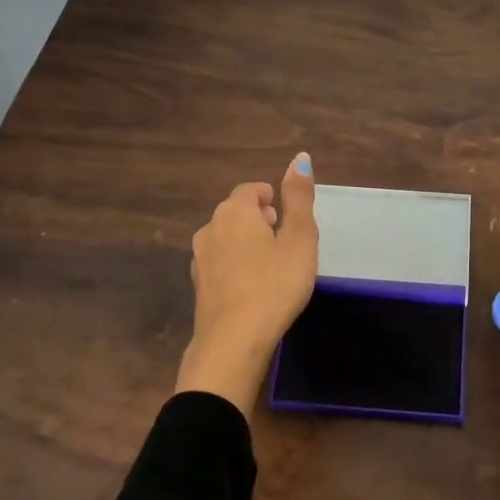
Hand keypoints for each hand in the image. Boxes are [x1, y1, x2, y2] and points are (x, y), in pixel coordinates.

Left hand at [176, 153, 319, 413]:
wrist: (233, 341)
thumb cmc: (274, 284)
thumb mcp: (299, 239)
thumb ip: (299, 198)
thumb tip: (300, 157)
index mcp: (235, 211)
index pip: (250, 190)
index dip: (270, 197)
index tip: (285, 214)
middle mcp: (210, 228)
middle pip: (235, 212)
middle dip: (257, 218)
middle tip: (282, 236)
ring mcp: (200, 259)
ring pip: (225, 238)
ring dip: (245, 242)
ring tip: (270, 262)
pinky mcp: (198, 286)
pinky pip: (220, 263)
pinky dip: (235, 265)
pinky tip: (252, 285)